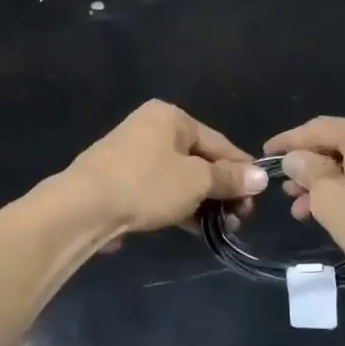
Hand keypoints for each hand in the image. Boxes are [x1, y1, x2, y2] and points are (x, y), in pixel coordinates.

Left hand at [68, 101, 267, 239]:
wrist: (83, 207)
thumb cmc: (146, 184)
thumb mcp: (195, 181)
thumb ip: (229, 178)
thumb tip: (261, 176)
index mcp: (170, 117)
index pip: (218, 142)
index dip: (241, 169)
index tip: (259, 195)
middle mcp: (151, 128)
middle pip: (199, 160)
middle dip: (222, 190)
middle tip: (241, 218)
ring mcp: (133, 155)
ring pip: (179, 178)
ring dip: (203, 202)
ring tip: (223, 227)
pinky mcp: (121, 180)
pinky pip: (160, 190)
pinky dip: (179, 206)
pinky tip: (196, 228)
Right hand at [265, 114, 344, 291]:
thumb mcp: (329, 200)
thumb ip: (307, 172)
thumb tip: (297, 158)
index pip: (316, 128)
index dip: (287, 142)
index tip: (264, 153)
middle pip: (339, 144)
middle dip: (310, 168)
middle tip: (287, 191)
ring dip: (330, 182)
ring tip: (306, 210)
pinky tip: (339, 212)